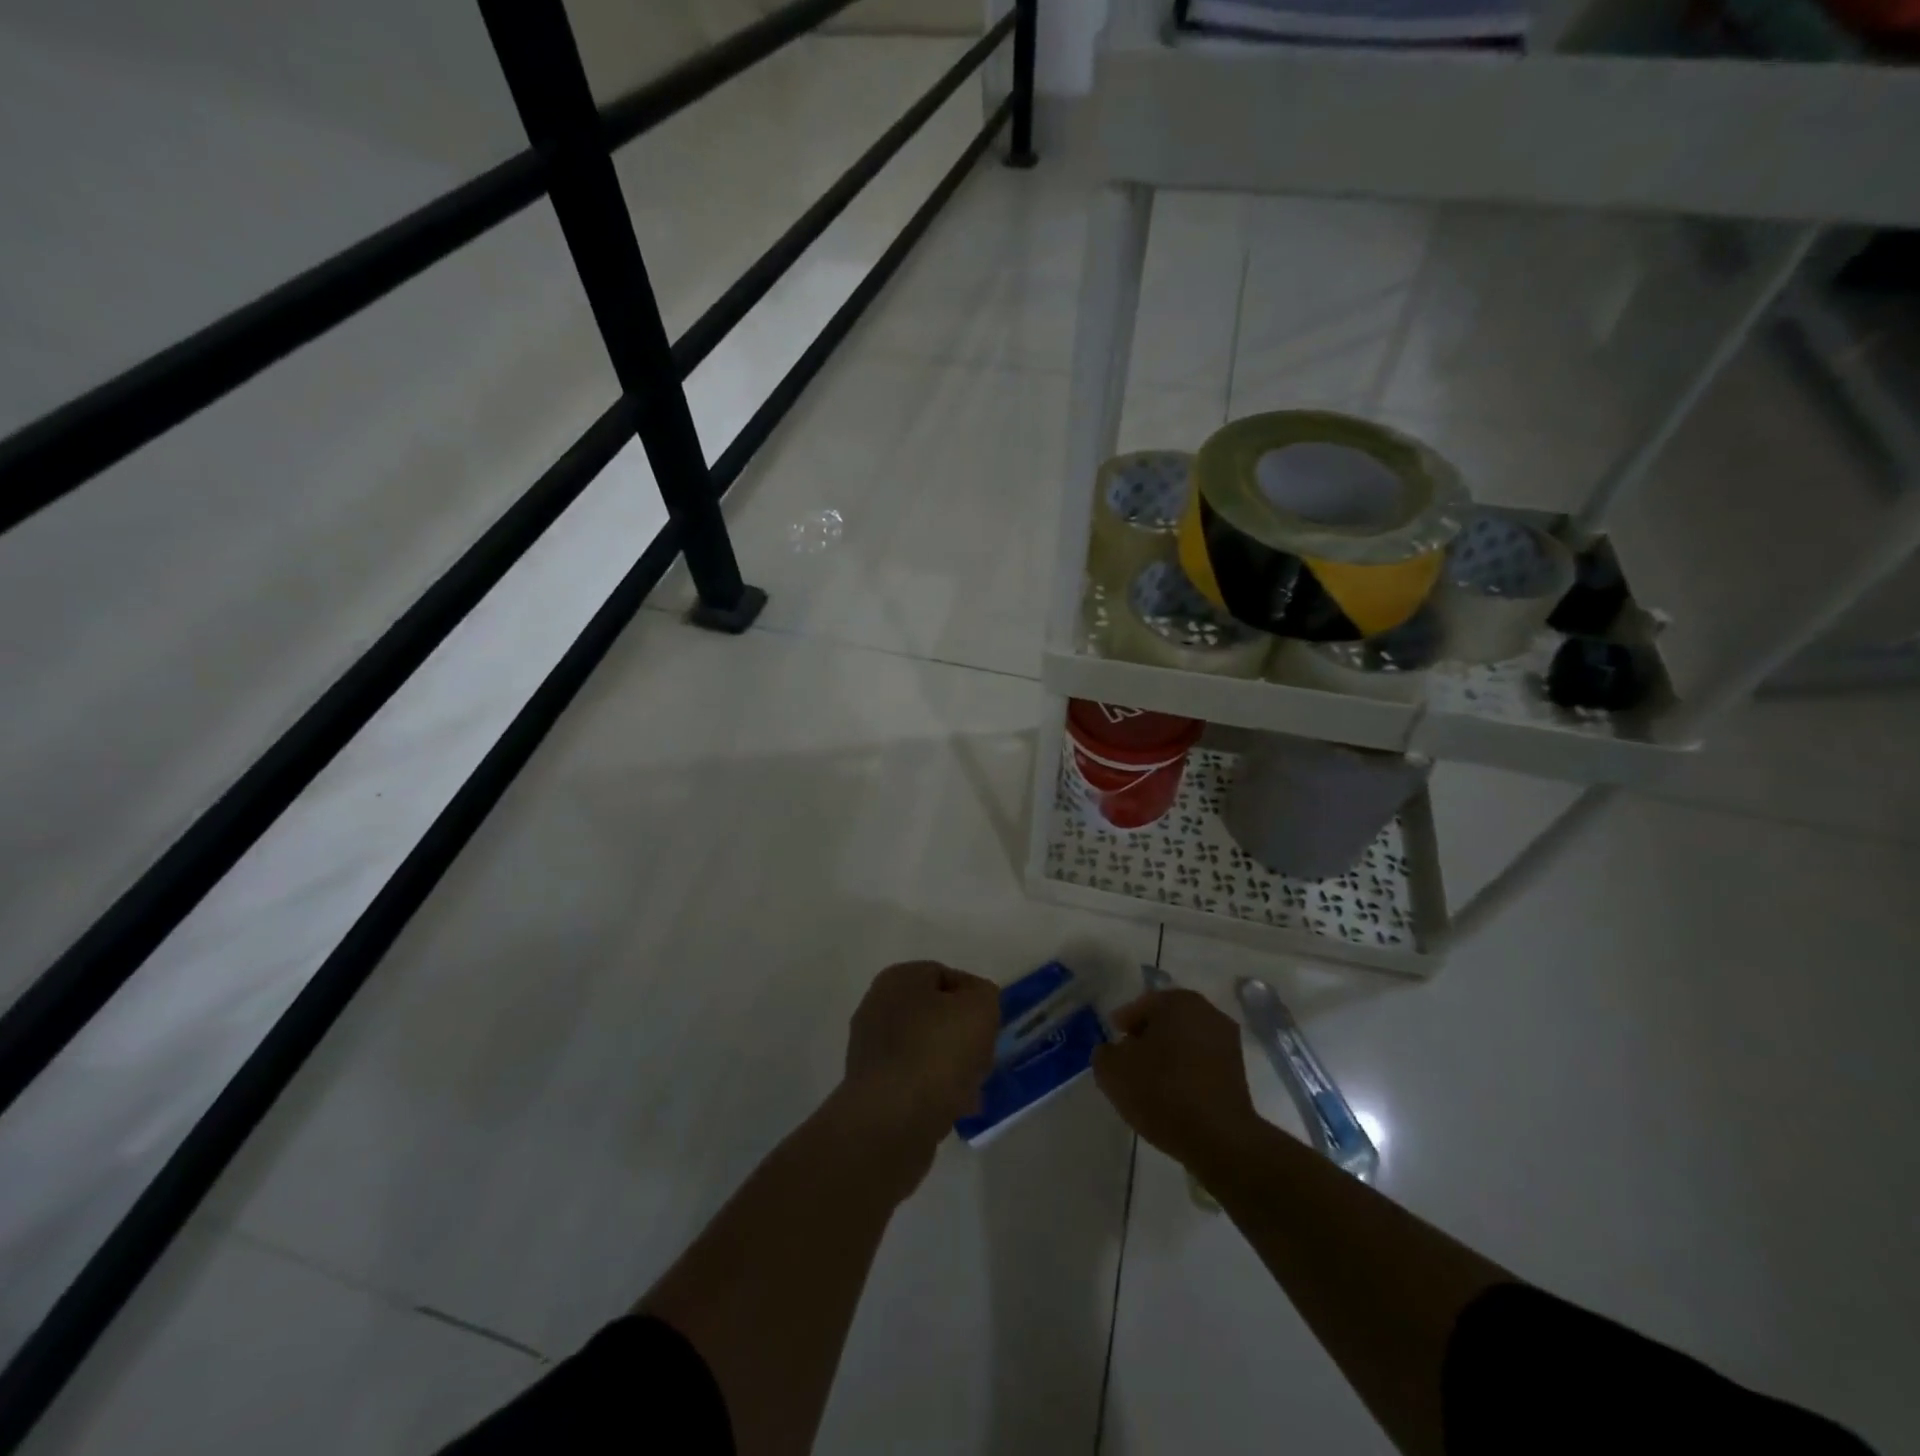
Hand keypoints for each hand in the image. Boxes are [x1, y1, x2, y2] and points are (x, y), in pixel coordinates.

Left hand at [843, 960, 999, 1137]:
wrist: (891, 1121)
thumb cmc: (937, 1053)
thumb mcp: (979, 1008)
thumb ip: (985, 995)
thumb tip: (976, 1002)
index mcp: (898, 979)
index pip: (947, 976)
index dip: (975, 999)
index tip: (991, 1026)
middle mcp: (877, 1007)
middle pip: (937, 1016)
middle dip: (965, 1037)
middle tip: (983, 1059)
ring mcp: (870, 1049)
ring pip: (927, 1051)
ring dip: (953, 1068)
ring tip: (971, 1092)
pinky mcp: (871, 1088)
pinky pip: (914, 1081)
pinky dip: (934, 1092)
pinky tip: (952, 1109)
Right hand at [1093, 989, 1259, 1169]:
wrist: (1219, 1138)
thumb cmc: (1161, 1092)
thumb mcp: (1112, 1071)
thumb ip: (1104, 1053)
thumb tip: (1113, 1051)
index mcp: (1177, 1001)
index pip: (1141, 1006)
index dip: (1123, 1025)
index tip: (1113, 1046)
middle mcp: (1207, 1011)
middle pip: (1166, 1020)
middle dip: (1147, 1038)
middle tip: (1129, 1062)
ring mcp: (1227, 1041)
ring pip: (1185, 1041)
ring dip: (1168, 1055)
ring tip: (1150, 1082)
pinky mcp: (1239, 1071)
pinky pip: (1201, 1062)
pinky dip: (1186, 1071)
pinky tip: (1173, 1094)